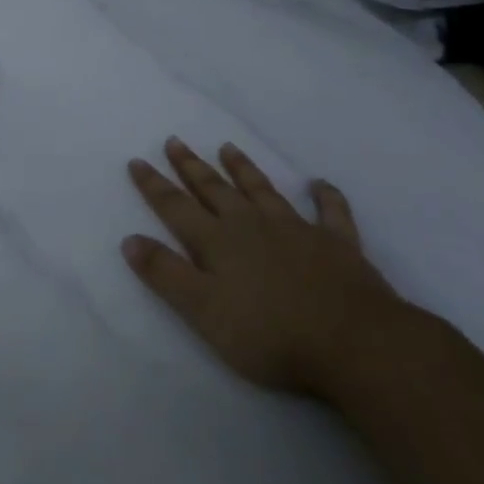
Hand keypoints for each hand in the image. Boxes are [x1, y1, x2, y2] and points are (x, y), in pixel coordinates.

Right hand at [121, 138, 407, 399]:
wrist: (354, 343)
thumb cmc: (271, 334)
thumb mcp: (204, 311)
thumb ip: (166, 274)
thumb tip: (129, 239)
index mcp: (218, 242)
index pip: (176, 207)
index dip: (154, 185)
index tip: (137, 161)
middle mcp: (252, 225)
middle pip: (214, 190)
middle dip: (191, 166)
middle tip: (175, 141)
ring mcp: (296, 230)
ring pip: (262, 190)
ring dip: (243, 169)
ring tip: (228, 147)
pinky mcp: (338, 244)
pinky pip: (331, 212)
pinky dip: (325, 196)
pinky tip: (319, 184)